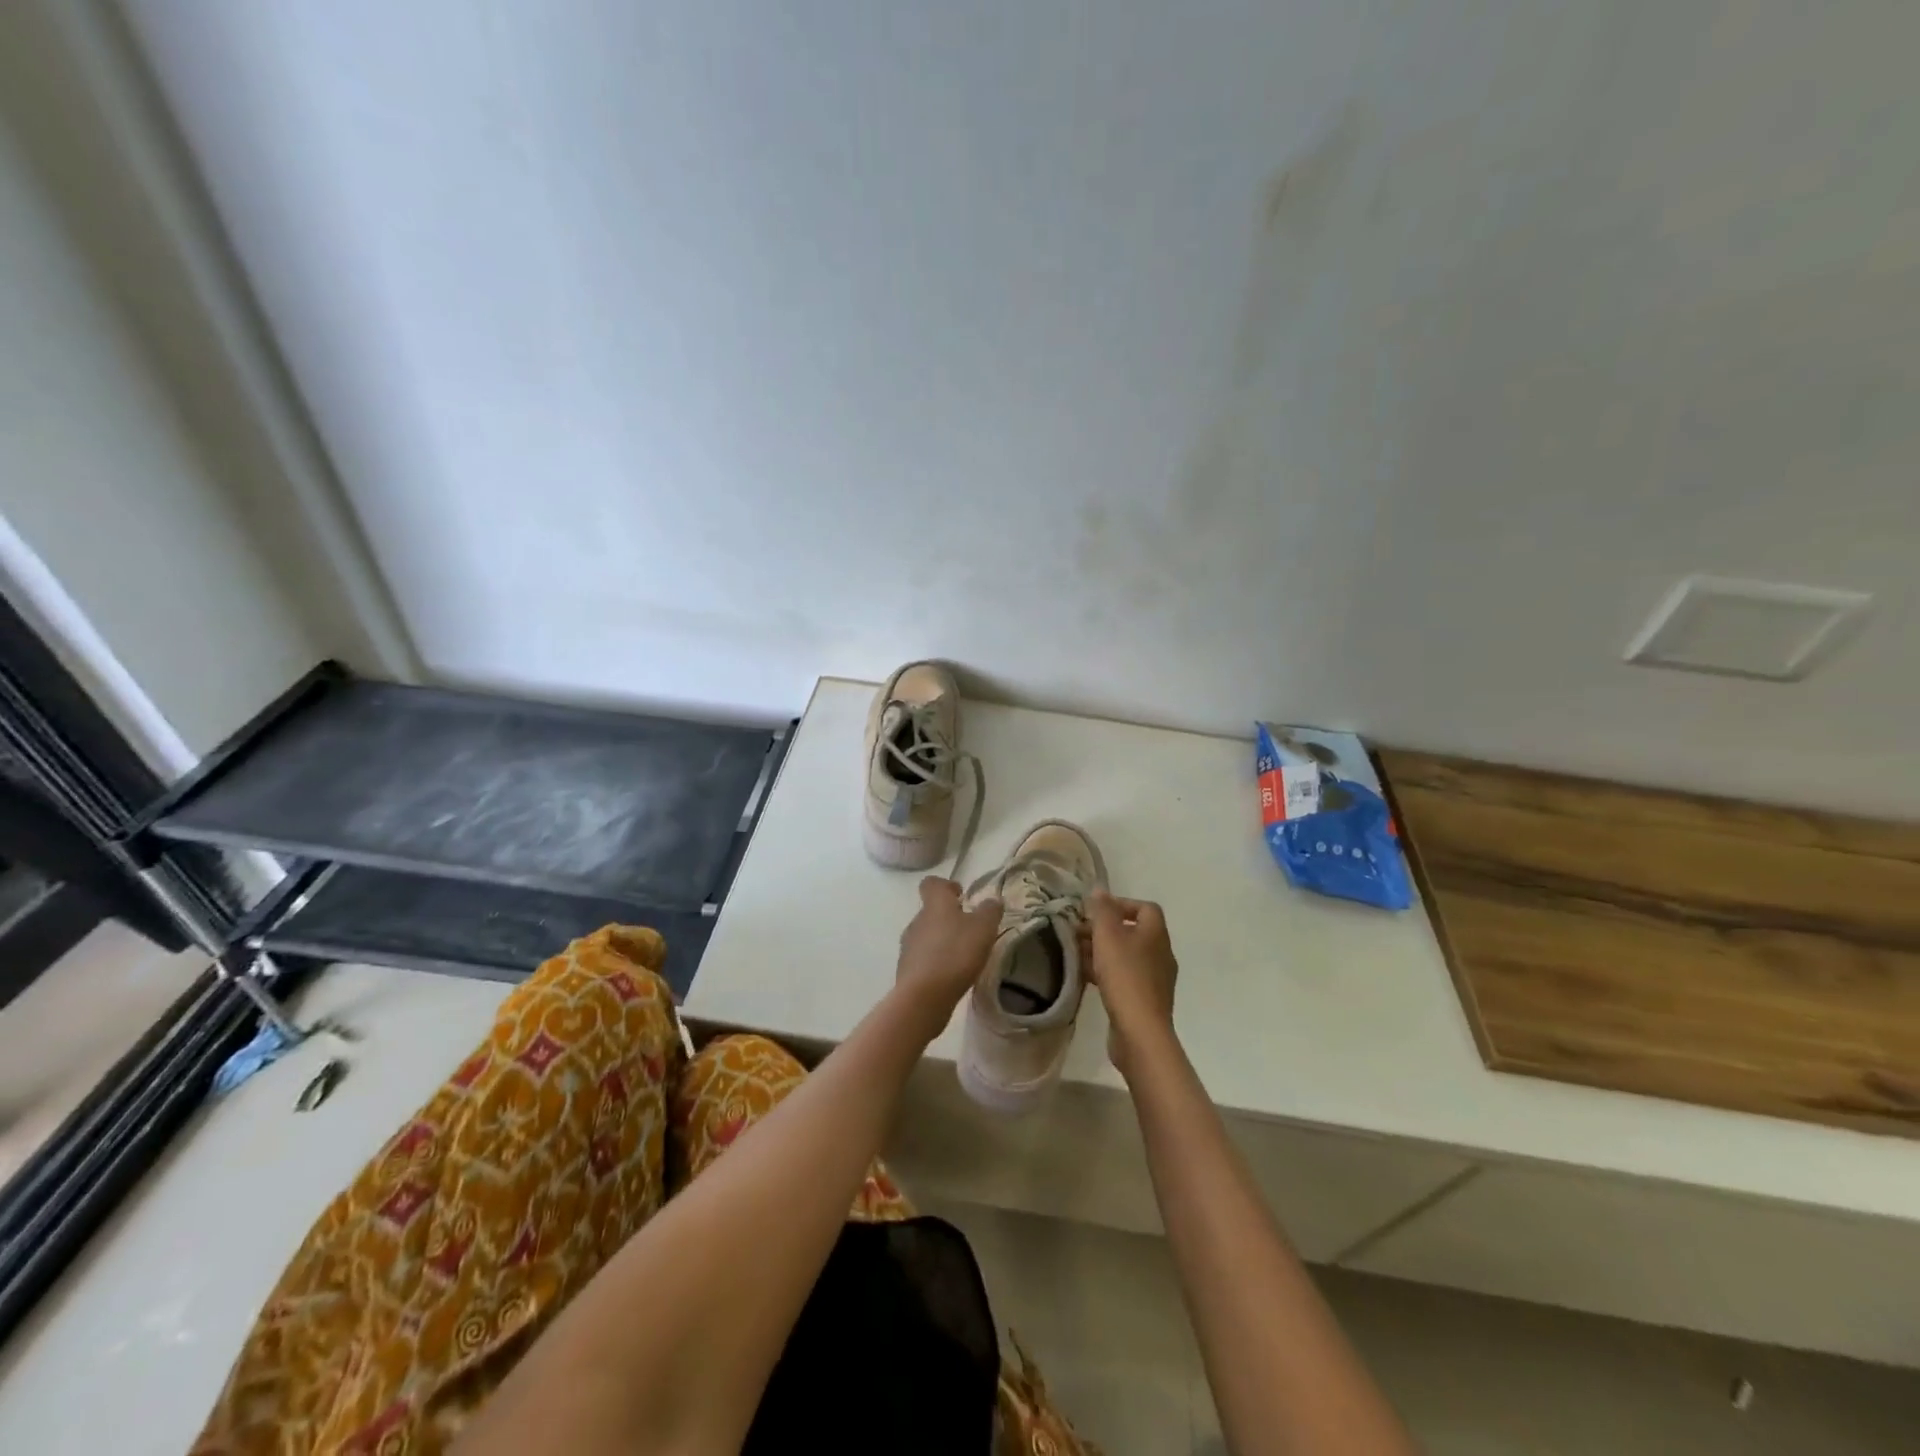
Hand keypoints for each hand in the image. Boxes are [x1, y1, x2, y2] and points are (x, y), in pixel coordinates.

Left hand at [894, 877, 1002, 1034]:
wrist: (924, 996)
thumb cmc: (956, 953)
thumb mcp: (983, 928)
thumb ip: (990, 911)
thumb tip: (992, 900)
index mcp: (935, 904)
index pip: (931, 883)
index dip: (946, 885)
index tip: (960, 895)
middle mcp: (917, 920)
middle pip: (930, 911)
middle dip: (948, 917)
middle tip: (969, 930)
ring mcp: (908, 945)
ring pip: (926, 935)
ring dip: (941, 940)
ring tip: (962, 955)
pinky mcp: (906, 969)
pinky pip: (922, 958)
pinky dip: (935, 961)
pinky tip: (950, 974)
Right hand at [1085, 891, 1178, 1076]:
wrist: (1140, 1032)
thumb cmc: (1125, 977)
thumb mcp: (1108, 936)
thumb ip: (1102, 911)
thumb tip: (1099, 890)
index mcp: (1156, 934)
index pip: (1145, 908)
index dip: (1121, 904)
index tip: (1095, 911)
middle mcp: (1160, 953)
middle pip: (1132, 932)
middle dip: (1104, 929)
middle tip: (1078, 933)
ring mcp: (1154, 979)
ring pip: (1126, 955)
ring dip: (1102, 951)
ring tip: (1076, 954)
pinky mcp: (1144, 1000)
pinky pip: (1124, 977)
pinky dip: (1105, 972)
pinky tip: (1085, 978)